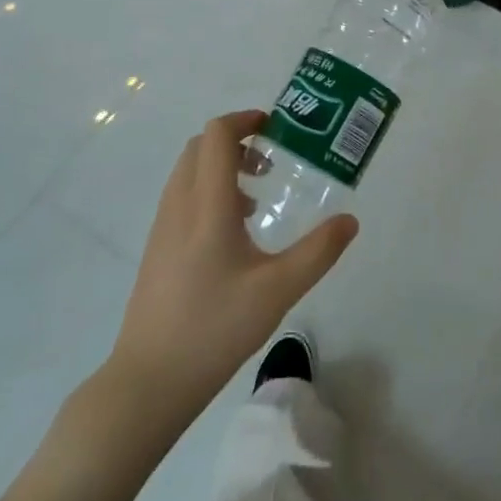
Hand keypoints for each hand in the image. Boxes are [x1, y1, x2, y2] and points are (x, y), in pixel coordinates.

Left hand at [109, 110, 358, 419]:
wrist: (150, 380)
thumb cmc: (215, 328)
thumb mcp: (278, 291)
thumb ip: (318, 252)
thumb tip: (350, 220)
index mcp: (207, 205)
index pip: (217, 135)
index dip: (245, 120)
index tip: (276, 128)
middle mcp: (179, 205)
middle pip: (201, 146)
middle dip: (237, 141)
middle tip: (271, 163)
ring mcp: (162, 227)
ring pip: (189, 171)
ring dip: (222, 167)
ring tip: (257, 200)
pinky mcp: (157, 248)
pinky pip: (182, 196)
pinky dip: (209, 191)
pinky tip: (233, 233)